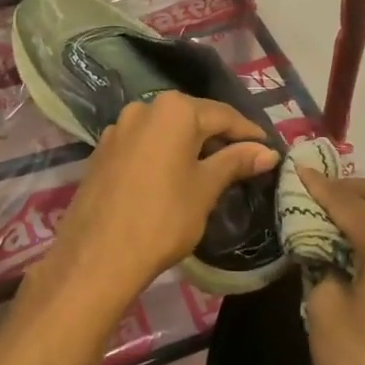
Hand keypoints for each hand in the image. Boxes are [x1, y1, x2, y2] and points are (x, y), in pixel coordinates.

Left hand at [43, 92, 278, 306]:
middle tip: (244, 159)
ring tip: (211, 168)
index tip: (267, 148)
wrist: (97, 257)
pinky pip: (144, 143)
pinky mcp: (103, 150)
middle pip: (192, 117)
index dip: (248, 132)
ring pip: (166, 130)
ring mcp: (119, 127)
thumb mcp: (206, 188)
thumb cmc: (162, 218)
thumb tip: (267, 151)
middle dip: (218, 136)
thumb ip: (236, 162)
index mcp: (174, 109)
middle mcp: (144, 107)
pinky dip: (164, 153)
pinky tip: (173, 175)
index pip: (223, 114)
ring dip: (190, 144)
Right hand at [299, 171, 364, 364]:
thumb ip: (319, 268)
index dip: (318, 185)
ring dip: (364, 209)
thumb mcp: (325, 311)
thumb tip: (322, 256)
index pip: (347, 200)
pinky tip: (350, 249)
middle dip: (348, 187)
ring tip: (327, 217)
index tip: (295, 169)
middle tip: (314, 192)